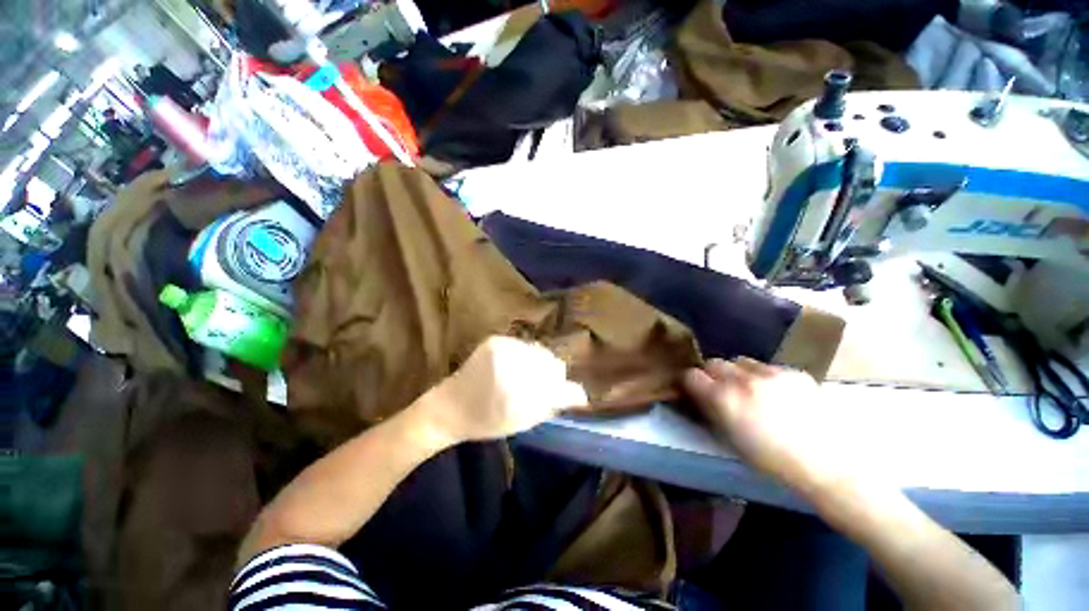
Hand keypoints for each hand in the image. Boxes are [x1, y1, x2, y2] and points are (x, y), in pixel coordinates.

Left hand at [417, 336, 588, 445]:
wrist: (449, 406)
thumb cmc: (486, 421)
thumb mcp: (523, 421)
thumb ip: (553, 405)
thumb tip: (581, 395)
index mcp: (518, 393)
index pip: (559, 384)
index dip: (564, 390)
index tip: (563, 396)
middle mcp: (511, 366)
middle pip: (553, 364)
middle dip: (552, 376)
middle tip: (540, 388)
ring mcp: (502, 348)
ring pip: (540, 351)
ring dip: (540, 364)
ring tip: (526, 377)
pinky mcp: (495, 339)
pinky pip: (525, 345)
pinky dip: (526, 355)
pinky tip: (515, 366)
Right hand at [683, 358, 849, 490]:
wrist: (829, 463)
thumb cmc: (773, 461)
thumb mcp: (731, 439)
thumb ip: (711, 411)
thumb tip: (700, 396)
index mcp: (723, 399)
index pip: (691, 376)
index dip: (691, 383)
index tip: (695, 390)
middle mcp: (741, 379)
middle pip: (714, 363)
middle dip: (713, 374)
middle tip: (722, 390)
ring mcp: (769, 373)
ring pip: (740, 361)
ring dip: (738, 372)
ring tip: (751, 389)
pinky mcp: (793, 372)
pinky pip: (767, 366)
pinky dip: (764, 376)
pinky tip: (778, 394)